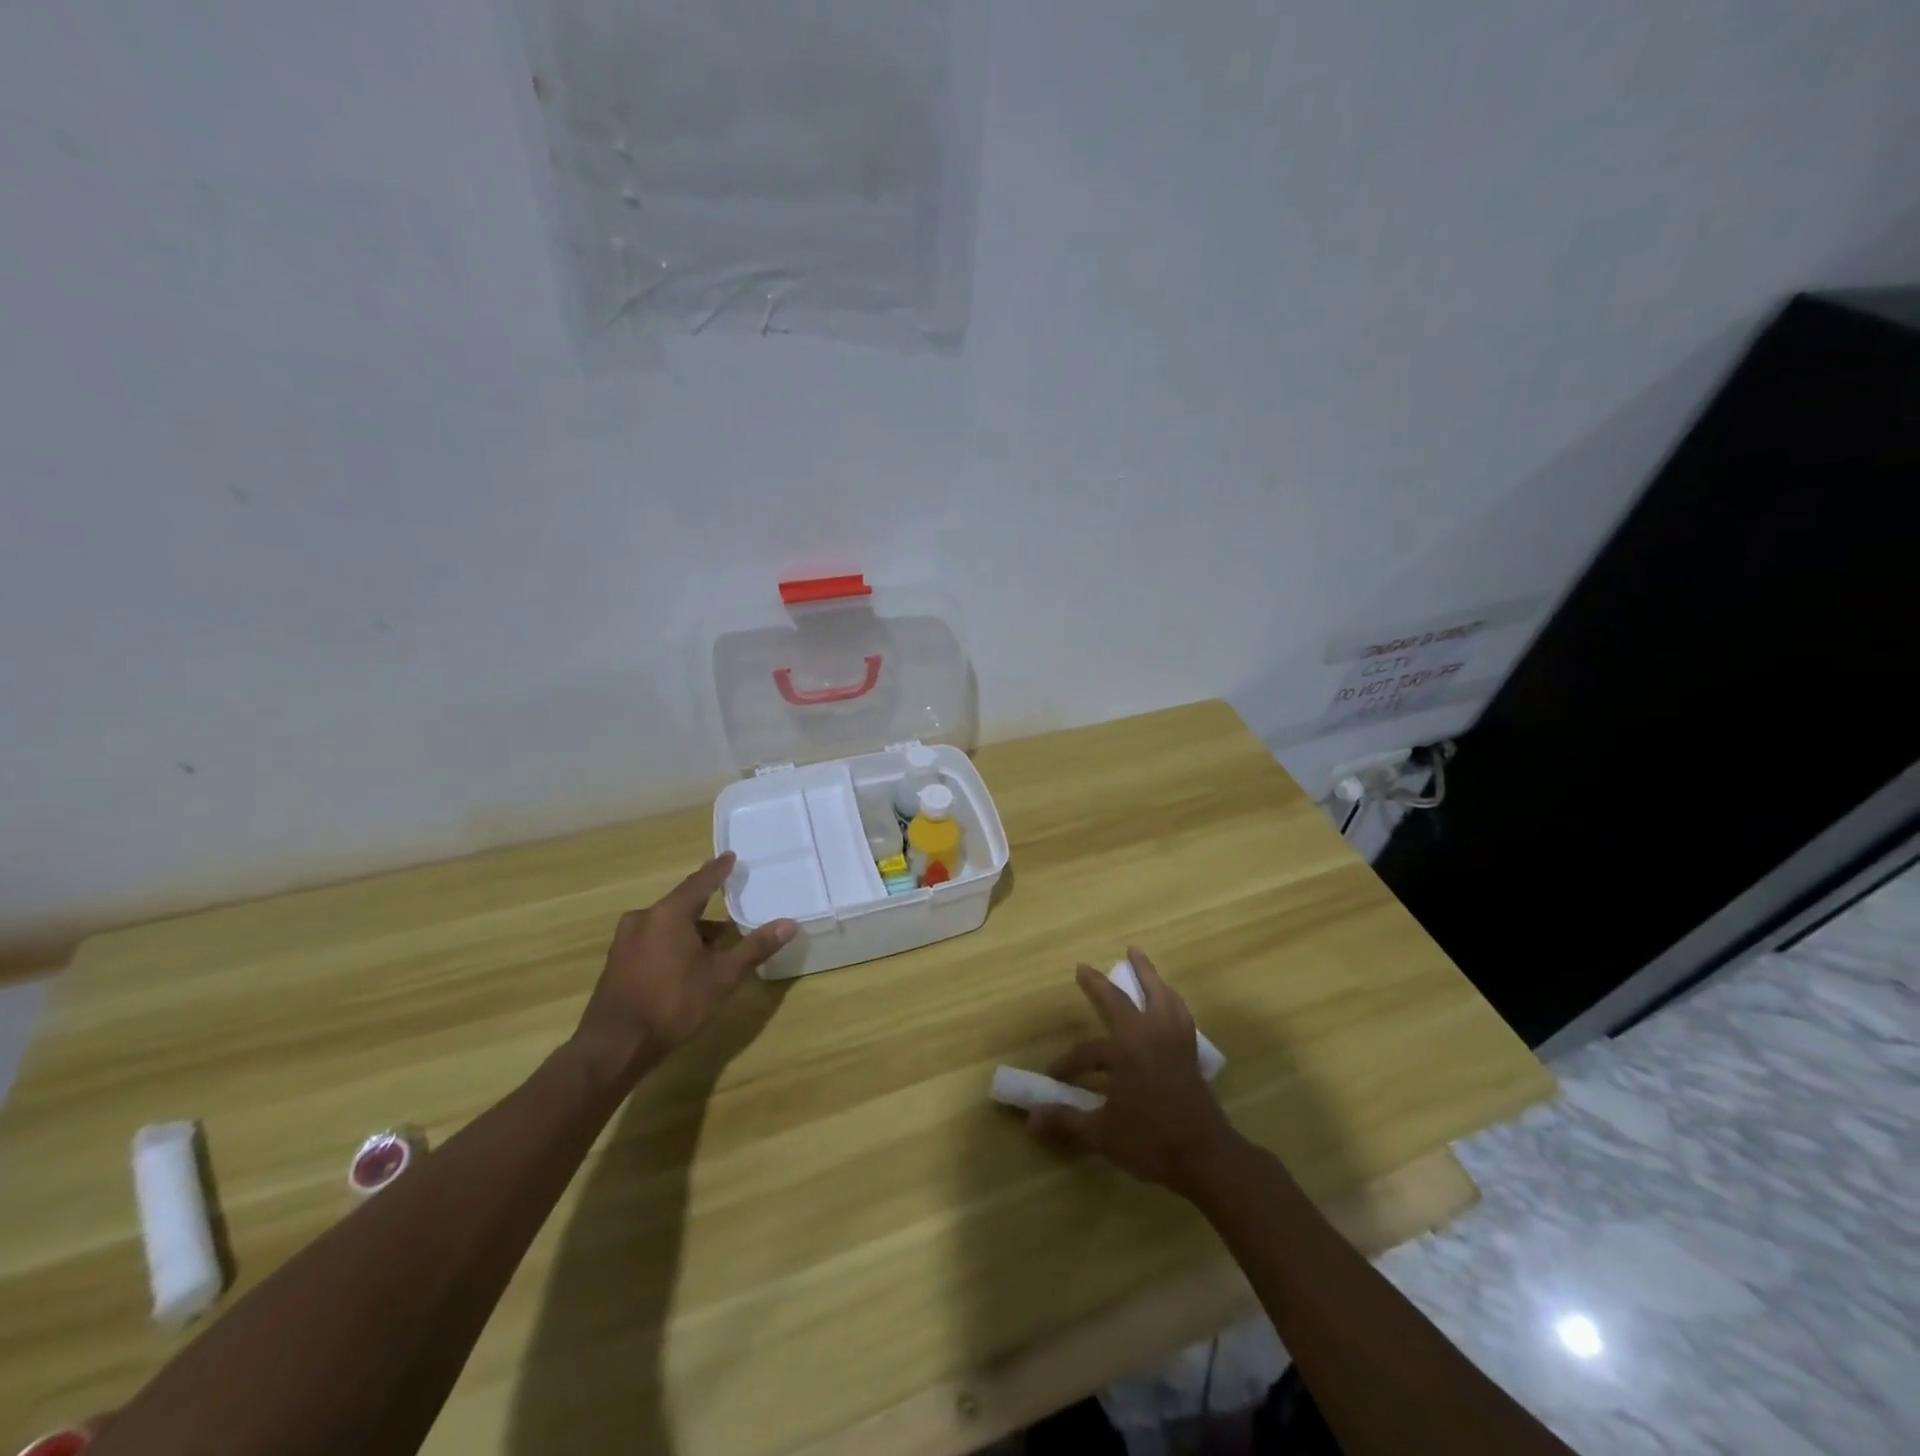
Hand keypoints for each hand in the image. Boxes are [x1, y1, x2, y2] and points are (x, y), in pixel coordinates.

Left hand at [572, 853, 796, 1085]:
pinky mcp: (616, 960)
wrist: (613, 1045)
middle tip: (729, 906)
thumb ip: (754, 948)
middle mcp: (643, 918)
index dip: (718, 870)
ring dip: (689, 929)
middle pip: (681, 903)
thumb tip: (789, 924)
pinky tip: (684, 962)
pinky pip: (651, 938)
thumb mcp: (721, 977)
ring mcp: (625, 939)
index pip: (700, 882)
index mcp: (669, 914)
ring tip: (713, 943)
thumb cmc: (672, 1004)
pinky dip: (671, 942)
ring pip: (665, 923)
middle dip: (706, 906)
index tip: (730, 857)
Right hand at [1028, 947, 1241, 1196]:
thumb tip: (1031, 1119)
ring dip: (1147, 974)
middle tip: (1084, 967)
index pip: (1087, 1052)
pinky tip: (1168, 999)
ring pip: (1159, 995)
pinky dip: (1170, 998)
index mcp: (1124, 1050)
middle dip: (1099, 985)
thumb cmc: (1151, 1142)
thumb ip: (1067, 1120)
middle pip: (1120, 1000)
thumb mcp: (1102, 1134)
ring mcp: (1173, 1040)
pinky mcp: (1190, 1052)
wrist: (1206, 1157)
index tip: (1054, 1075)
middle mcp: (1148, 1035)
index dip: (1068, 1063)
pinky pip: (1179, 1012)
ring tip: (1138, 956)